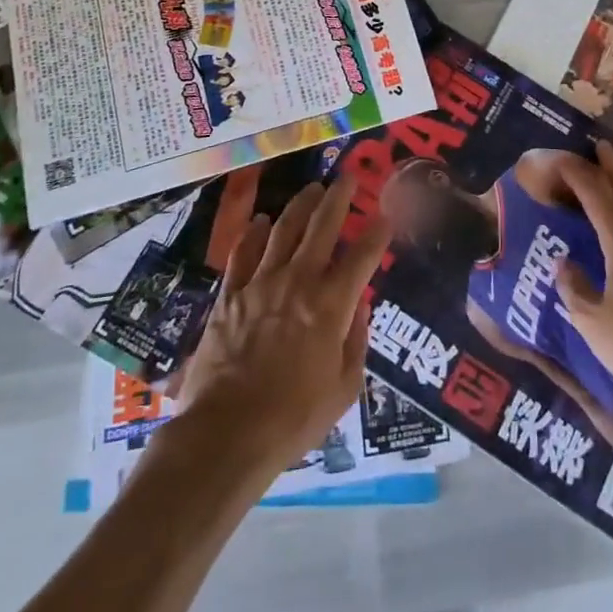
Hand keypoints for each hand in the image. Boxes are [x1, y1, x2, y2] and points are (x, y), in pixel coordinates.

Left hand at [174, 170, 391, 478]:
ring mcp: (260, 284)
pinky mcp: (230, 295)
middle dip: (338, 198)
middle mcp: (298, 282)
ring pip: (283, 230)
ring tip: (312, 189)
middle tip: (349, 177)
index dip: (377, 232)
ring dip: (300, 206)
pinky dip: (252, 233)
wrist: (226, 434)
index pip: (362, 256)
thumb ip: (355, 342)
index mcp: (330, 305)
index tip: (386, 215)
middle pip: (322, 227)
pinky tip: (260, 220)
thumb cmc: (293, 419)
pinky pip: (243, 253)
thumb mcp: (343, 389)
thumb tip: (358, 308)